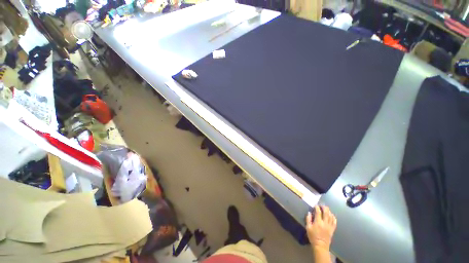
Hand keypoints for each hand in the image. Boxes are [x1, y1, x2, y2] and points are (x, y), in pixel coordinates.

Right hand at [305, 206, 336, 250]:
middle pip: (326, 212)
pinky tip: (332, 215)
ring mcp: (329, 226)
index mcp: (318, 222)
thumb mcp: (308, 228)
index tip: (315, 205)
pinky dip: (333, 217)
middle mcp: (325, 223)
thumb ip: (308, 219)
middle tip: (322, 205)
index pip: (318, 212)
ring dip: (329, 211)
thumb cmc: (313, 236)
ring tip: (326, 209)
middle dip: (324, 207)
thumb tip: (309, 212)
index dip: (317, 207)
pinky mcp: (332, 229)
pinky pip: (334, 222)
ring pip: (331, 216)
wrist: (320, 245)